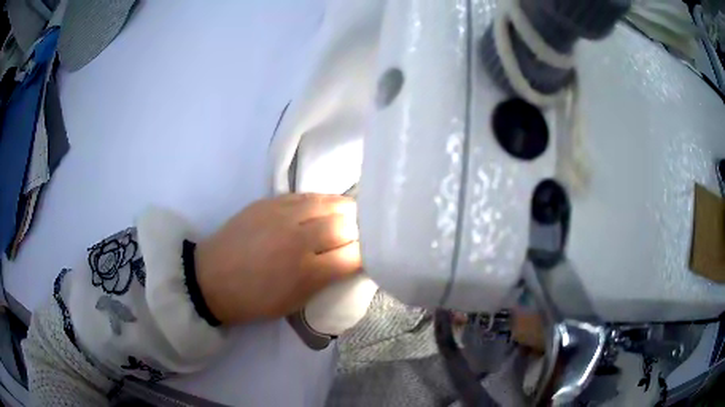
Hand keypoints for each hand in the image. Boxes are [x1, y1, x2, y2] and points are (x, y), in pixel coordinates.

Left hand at [195, 194, 360, 324]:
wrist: (211, 279)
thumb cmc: (254, 300)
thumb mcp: (295, 302)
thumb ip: (326, 279)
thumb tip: (350, 259)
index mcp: (306, 273)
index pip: (354, 255)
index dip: (368, 253)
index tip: (370, 254)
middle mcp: (298, 239)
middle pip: (346, 224)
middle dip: (360, 229)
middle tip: (363, 234)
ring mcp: (282, 215)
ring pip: (329, 202)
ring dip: (345, 209)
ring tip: (351, 215)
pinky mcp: (269, 201)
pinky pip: (307, 195)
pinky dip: (323, 201)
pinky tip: (325, 206)